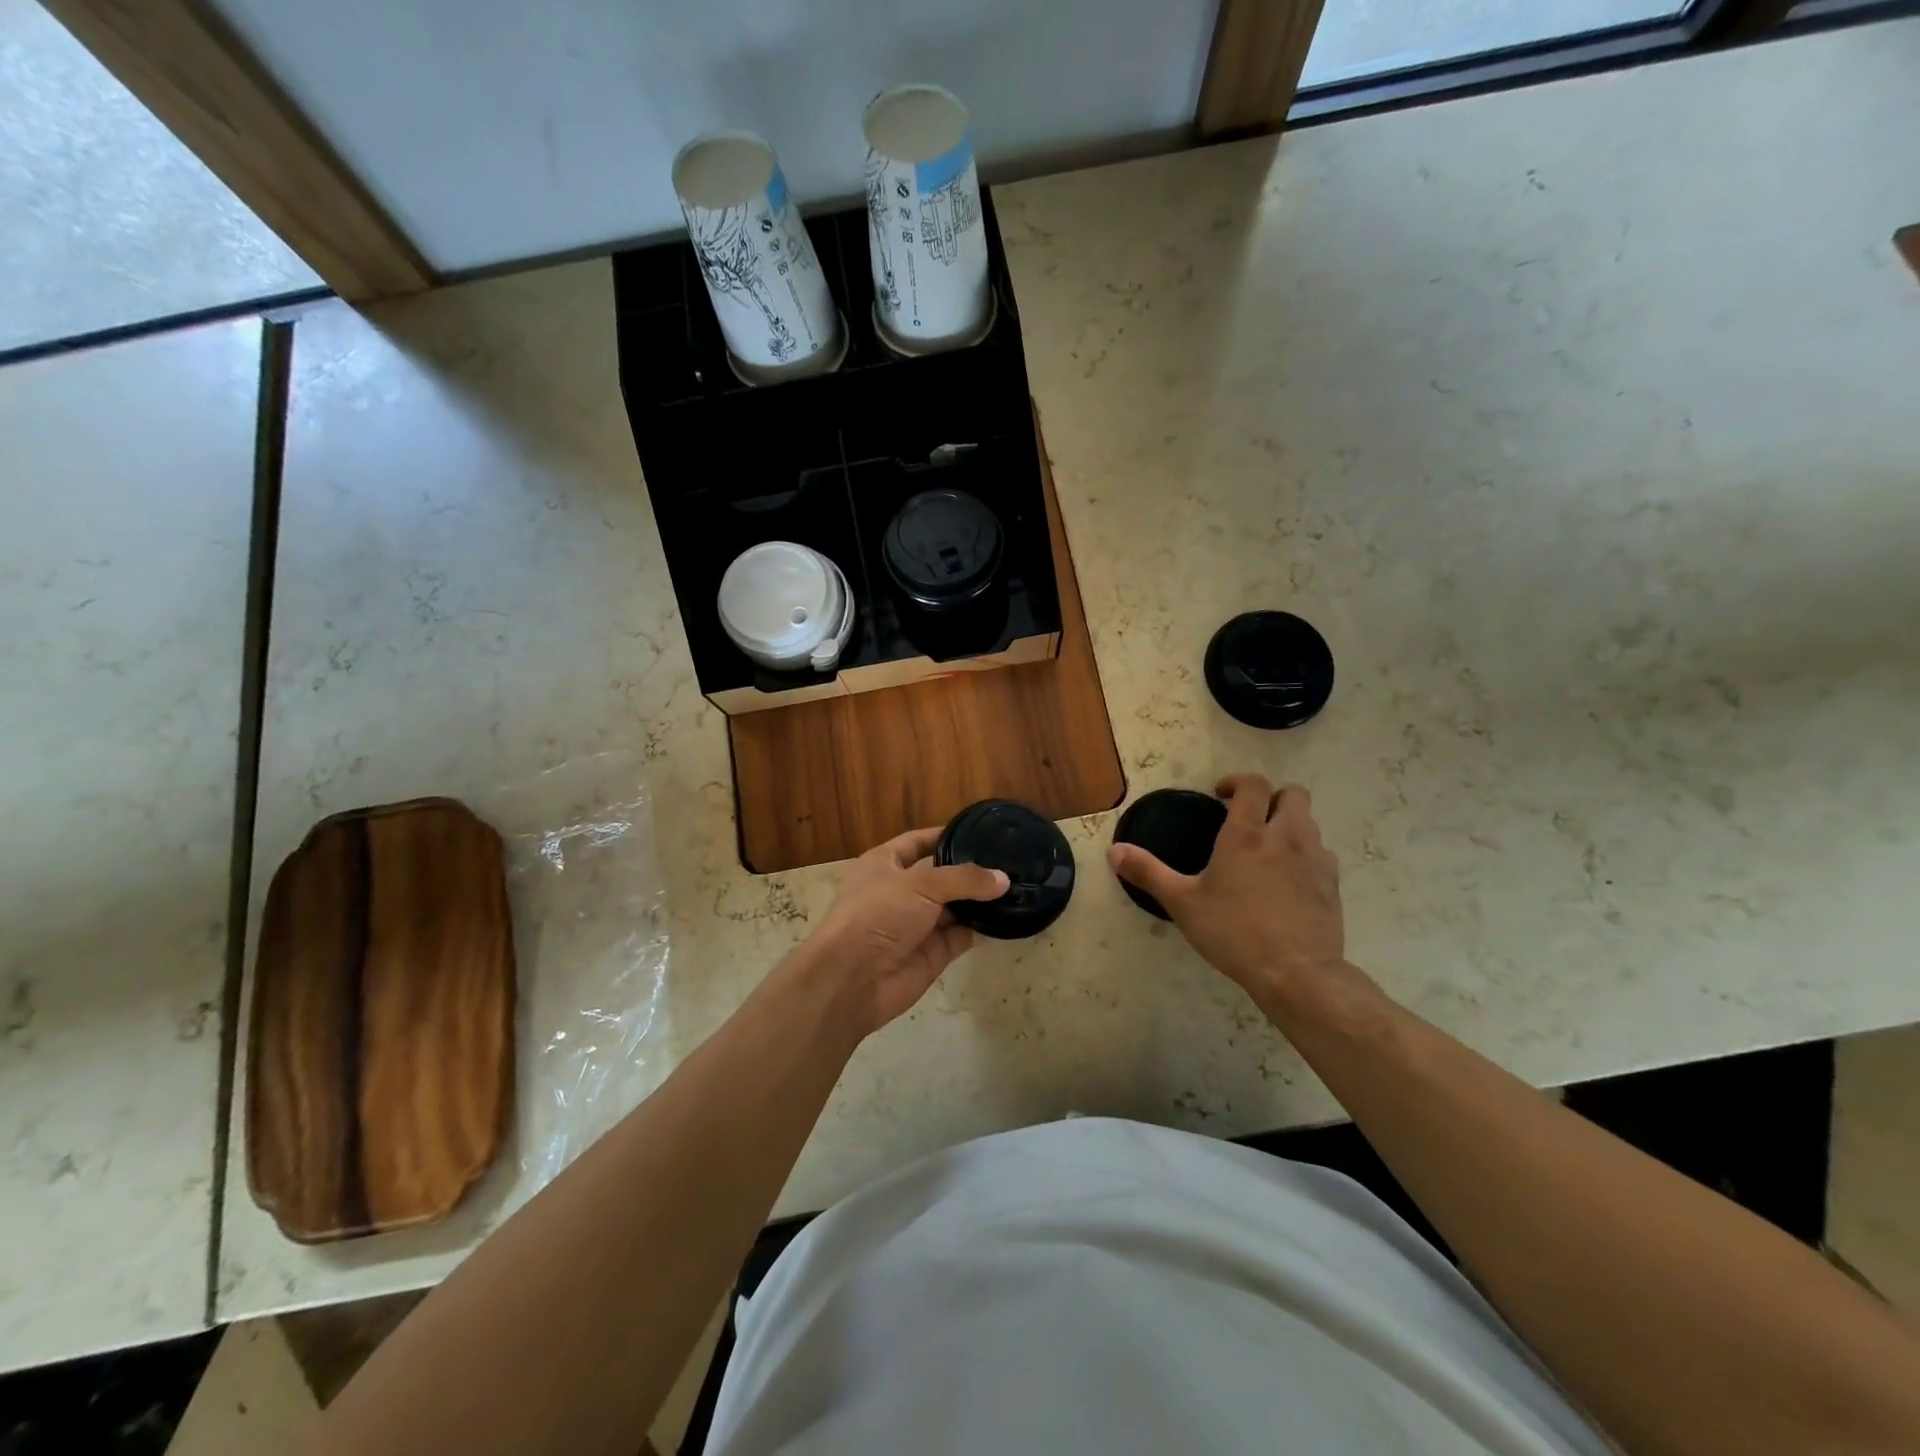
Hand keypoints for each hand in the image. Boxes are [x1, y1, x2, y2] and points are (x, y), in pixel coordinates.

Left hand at [799, 827, 1007, 1035]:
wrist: (854, 979)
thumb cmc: (878, 914)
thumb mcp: (921, 884)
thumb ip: (964, 879)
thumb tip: (1003, 879)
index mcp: (885, 864)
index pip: (918, 842)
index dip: (945, 836)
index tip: (979, 832)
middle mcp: (901, 891)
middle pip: (941, 876)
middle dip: (971, 871)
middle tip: (1009, 861)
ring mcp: (917, 924)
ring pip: (955, 907)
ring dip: (980, 900)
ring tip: (1017, 886)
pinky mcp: (932, 953)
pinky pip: (962, 935)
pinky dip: (982, 928)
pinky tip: (1009, 917)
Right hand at [1108, 775, 1347, 1013]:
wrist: (1297, 973)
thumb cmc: (1234, 932)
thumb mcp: (1182, 903)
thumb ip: (1148, 873)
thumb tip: (1113, 850)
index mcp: (1247, 834)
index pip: (1254, 785)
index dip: (1237, 782)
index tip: (1220, 796)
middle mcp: (1286, 837)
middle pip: (1293, 794)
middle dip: (1272, 798)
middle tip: (1249, 819)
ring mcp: (1315, 860)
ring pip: (1310, 823)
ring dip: (1290, 825)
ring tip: (1267, 850)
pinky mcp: (1332, 884)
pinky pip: (1321, 854)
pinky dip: (1305, 855)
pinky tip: (1288, 880)